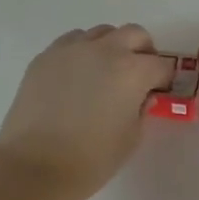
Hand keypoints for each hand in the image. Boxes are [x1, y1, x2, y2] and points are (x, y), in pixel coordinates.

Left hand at [0, 24, 172, 199]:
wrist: (34, 166)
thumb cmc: (90, 159)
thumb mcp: (131, 138)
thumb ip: (142, 110)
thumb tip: (141, 97)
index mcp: (132, 71)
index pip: (162, 65)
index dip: (164, 79)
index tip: (159, 92)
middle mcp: (104, 50)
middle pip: (134, 34)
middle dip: (142, 52)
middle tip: (137, 76)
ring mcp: (72, 49)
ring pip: (101, 33)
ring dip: (111, 47)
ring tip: (103, 74)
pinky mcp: (45, 56)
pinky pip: (71, 42)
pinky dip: (82, 52)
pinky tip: (76, 77)